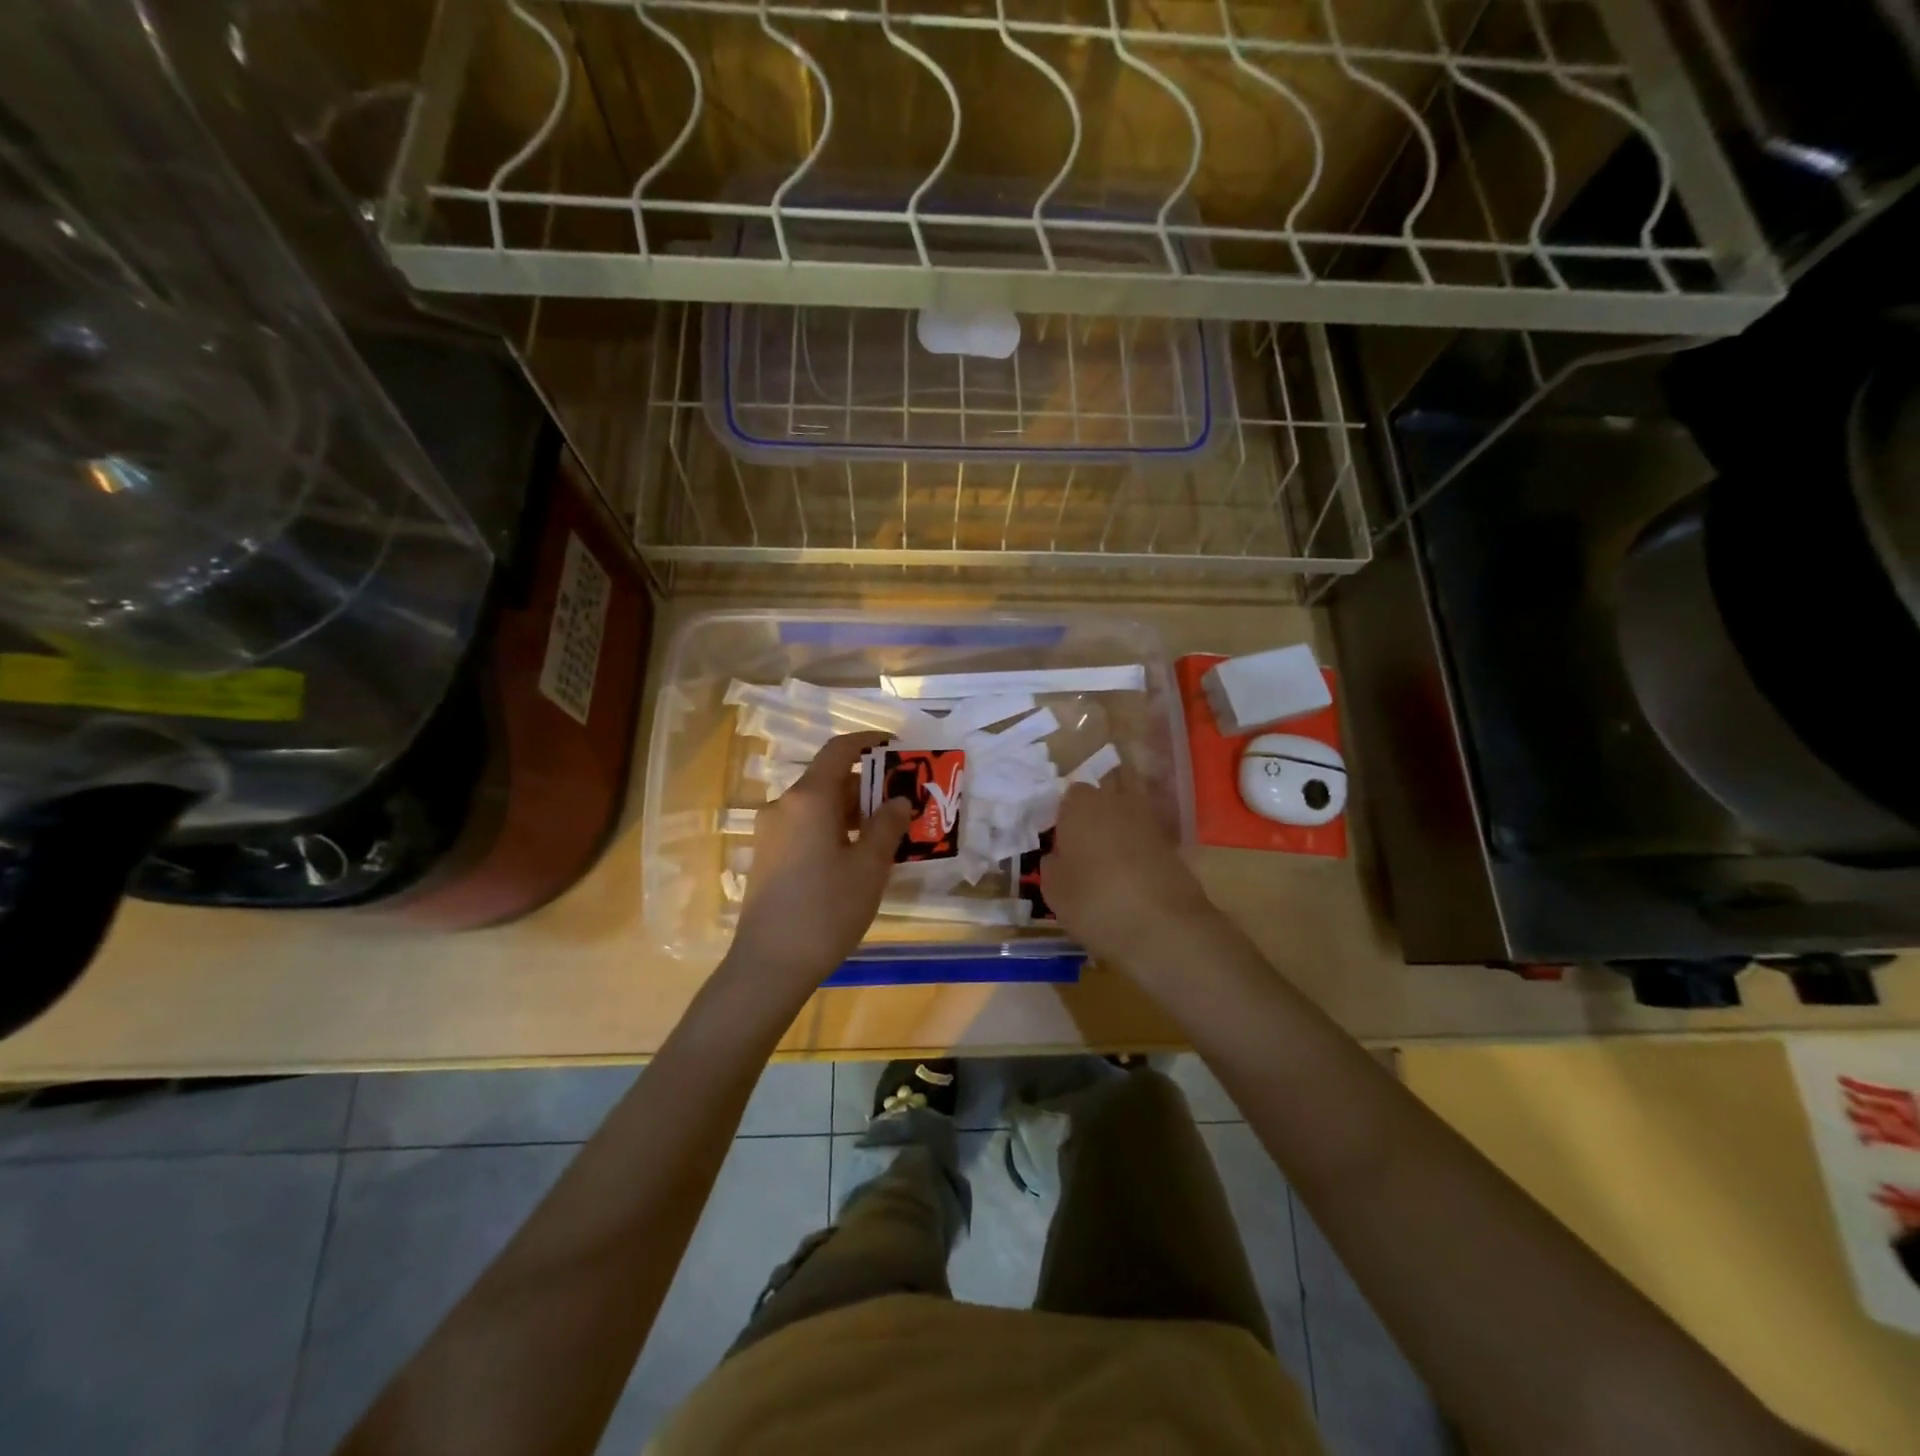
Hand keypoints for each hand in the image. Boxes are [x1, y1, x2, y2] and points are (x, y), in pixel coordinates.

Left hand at [729, 732, 911, 990]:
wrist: (769, 964)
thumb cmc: (827, 909)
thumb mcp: (869, 867)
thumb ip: (887, 825)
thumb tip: (898, 799)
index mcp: (809, 798)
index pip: (839, 750)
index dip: (869, 742)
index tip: (897, 748)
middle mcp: (784, 805)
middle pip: (830, 779)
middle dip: (868, 786)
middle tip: (903, 803)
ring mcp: (771, 831)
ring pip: (818, 806)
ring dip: (852, 811)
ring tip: (886, 832)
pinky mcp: (766, 855)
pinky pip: (805, 826)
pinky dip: (832, 828)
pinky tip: (855, 856)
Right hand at [1042, 771, 1217, 971]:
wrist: (1161, 926)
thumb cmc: (1093, 902)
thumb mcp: (1054, 890)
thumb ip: (1052, 864)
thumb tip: (1058, 855)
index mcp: (1081, 806)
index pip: (1071, 794)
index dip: (1067, 813)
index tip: (1064, 837)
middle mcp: (1116, 802)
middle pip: (1110, 783)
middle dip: (1102, 798)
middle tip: (1090, 829)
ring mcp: (1149, 819)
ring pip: (1137, 797)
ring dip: (1127, 810)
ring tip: (1113, 840)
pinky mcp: (1173, 842)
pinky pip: (1153, 827)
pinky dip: (1145, 836)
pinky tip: (1137, 861)